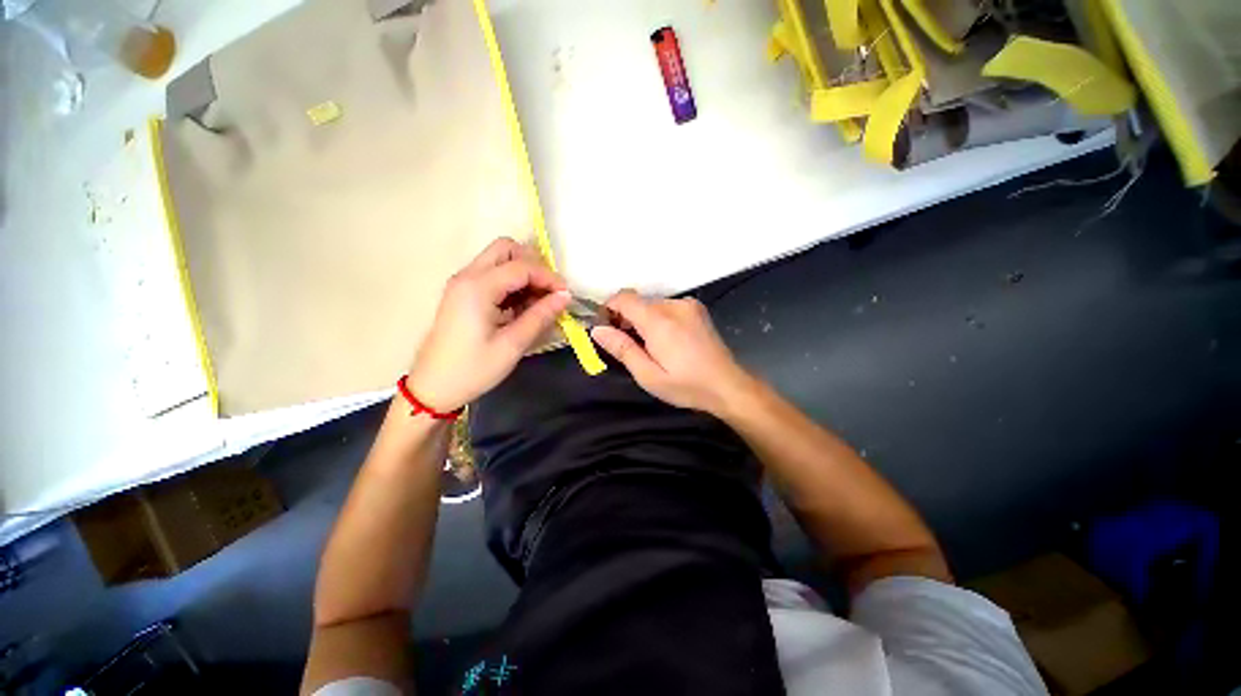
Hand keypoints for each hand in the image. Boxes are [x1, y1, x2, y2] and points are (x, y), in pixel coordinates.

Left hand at [408, 238, 570, 411]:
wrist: (433, 388)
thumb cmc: (473, 369)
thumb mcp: (512, 345)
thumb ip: (540, 316)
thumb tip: (565, 296)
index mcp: (477, 287)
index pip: (522, 266)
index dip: (549, 277)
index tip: (566, 295)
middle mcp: (467, 276)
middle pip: (505, 249)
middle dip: (533, 265)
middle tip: (549, 291)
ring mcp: (462, 283)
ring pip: (499, 259)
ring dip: (523, 273)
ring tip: (539, 303)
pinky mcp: (463, 293)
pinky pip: (492, 275)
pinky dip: (512, 283)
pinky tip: (523, 307)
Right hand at [591, 290, 752, 414]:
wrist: (728, 385)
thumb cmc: (686, 385)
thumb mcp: (648, 375)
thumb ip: (622, 349)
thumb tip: (597, 329)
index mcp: (659, 321)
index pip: (624, 297)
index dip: (609, 309)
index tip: (607, 329)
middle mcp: (673, 305)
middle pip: (637, 301)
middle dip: (626, 318)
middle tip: (629, 346)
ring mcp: (688, 305)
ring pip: (652, 304)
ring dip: (643, 319)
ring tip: (650, 347)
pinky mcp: (697, 309)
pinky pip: (667, 307)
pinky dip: (658, 318)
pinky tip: (666, 341)